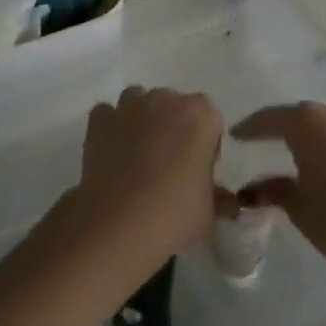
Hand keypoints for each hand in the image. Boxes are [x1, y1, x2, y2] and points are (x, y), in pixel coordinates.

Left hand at [67, 86, 224, 277]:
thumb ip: (218, 196)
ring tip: (139, 155)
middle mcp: (165, 100)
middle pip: (174, 105)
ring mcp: (129, 107)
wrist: (118, 225)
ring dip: (141, 120)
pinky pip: (108, 114)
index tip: (199, 169)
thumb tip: (225, 200)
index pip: (210, 119)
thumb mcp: (209, 211)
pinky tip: (112, 152)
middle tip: (169, 164)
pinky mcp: (99, 120)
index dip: (205, 143)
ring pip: (139, 102)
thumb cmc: (174, 215)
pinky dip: (111, 127)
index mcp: (201, 115)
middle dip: (174, 127)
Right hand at [232, 100, 325, 285]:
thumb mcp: (299, 208)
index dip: (251, 128)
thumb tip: (256, 188)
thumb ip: (275, 190)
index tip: (236, 135)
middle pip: (304, 118)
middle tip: (269, 147)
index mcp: (308, 122)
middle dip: (286, 132)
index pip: (270, 119)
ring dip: (317, 139)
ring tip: (304, 159)